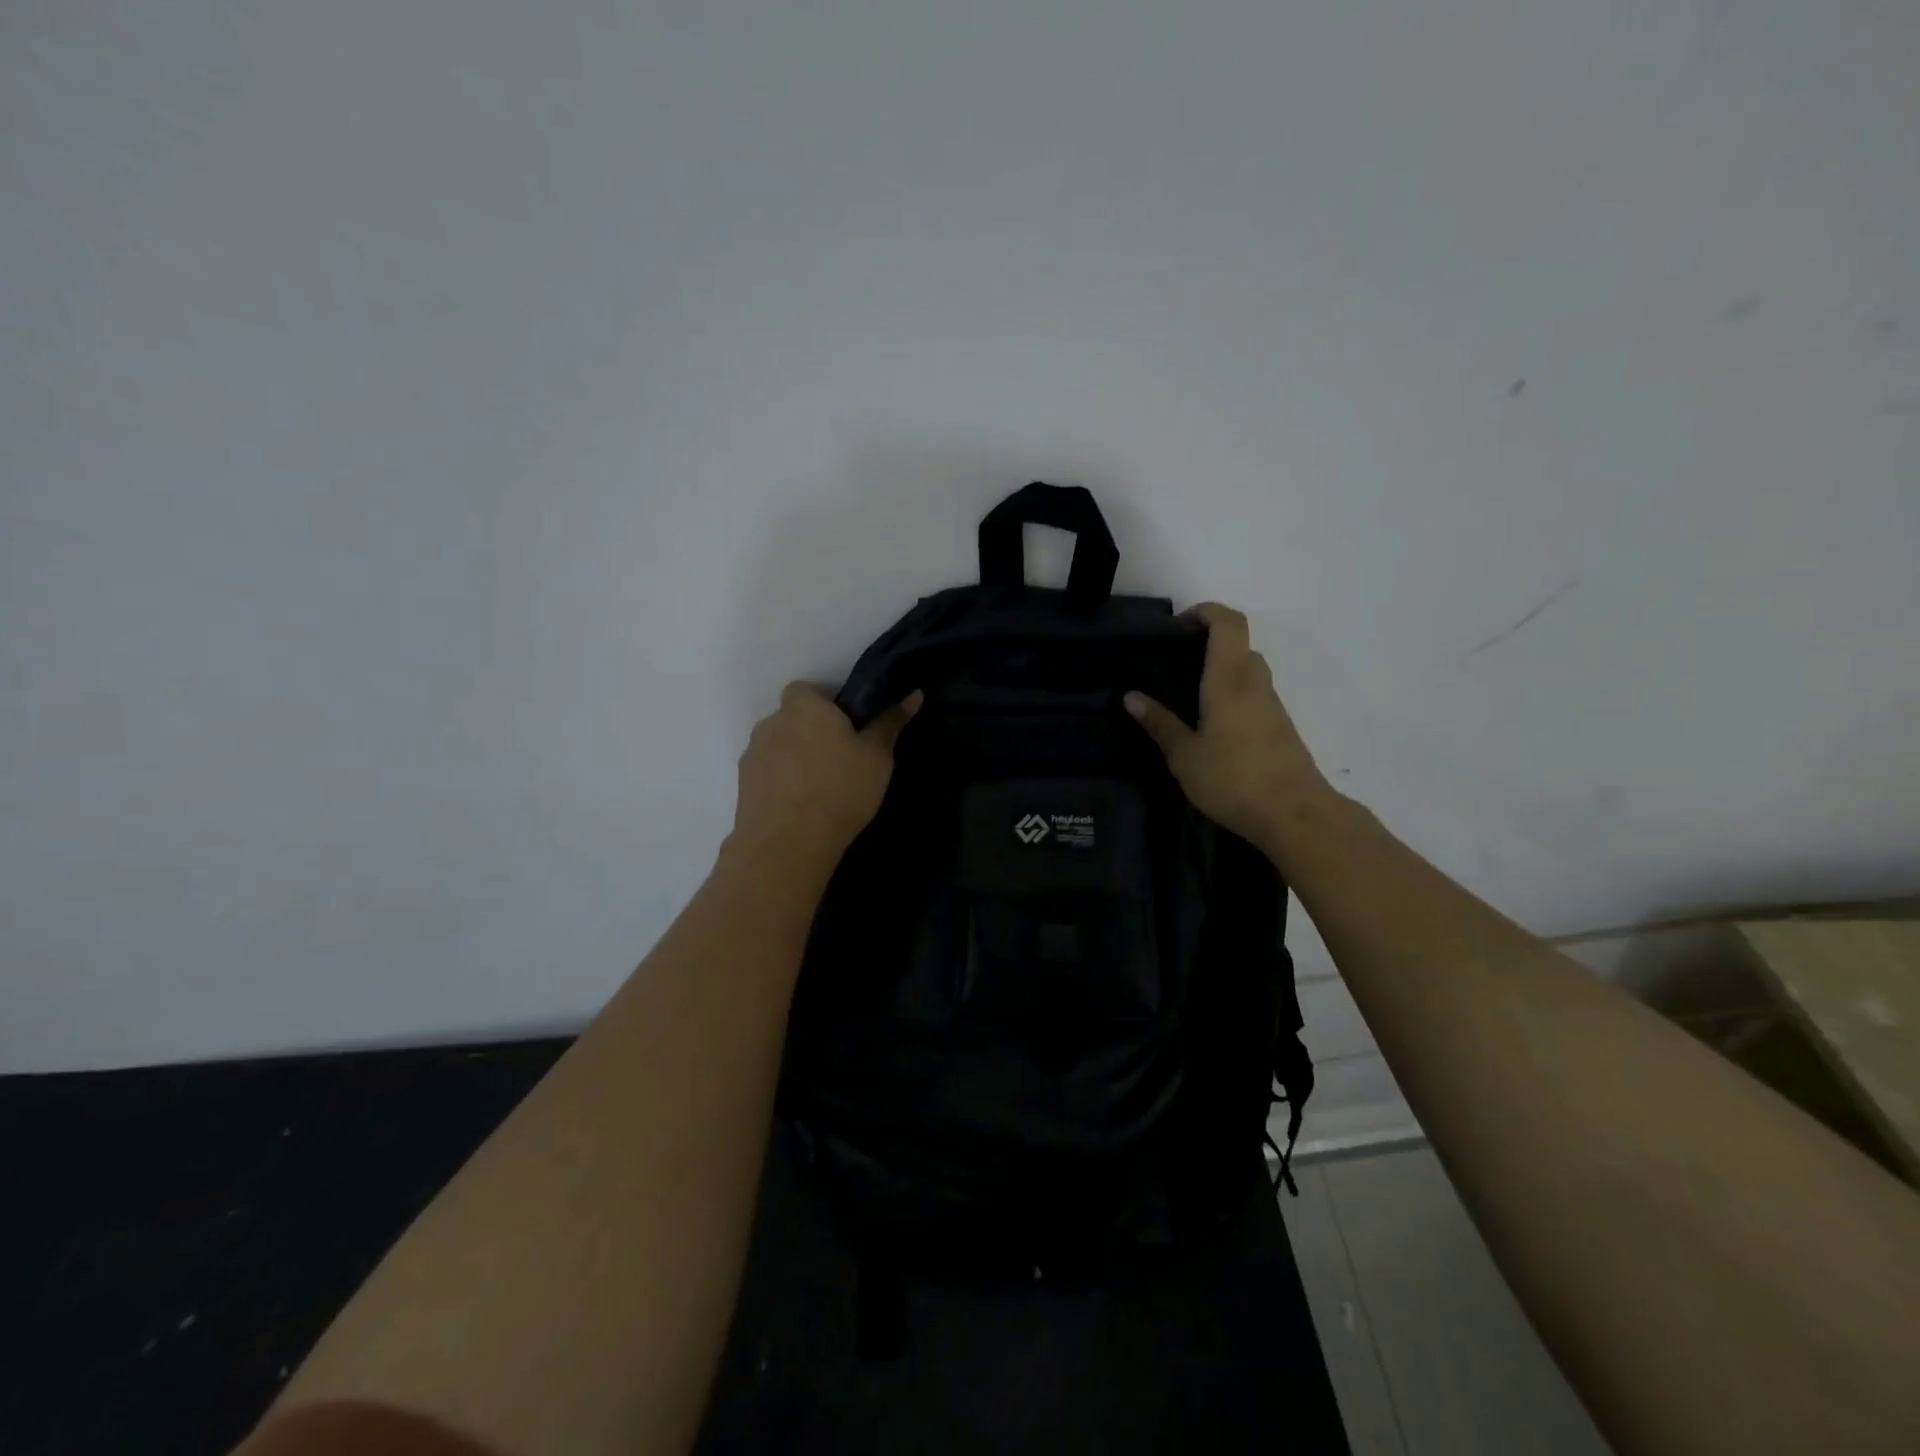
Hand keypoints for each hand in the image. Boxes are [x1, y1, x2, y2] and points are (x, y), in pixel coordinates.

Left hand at [730, 683, 920, 864]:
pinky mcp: (743, 785)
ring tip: (821, 788)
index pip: (809, 690)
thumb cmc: (839, 789)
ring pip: (779, 747)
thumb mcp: (877, 756)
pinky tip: (802, 806)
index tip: (848, 728)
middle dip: (812, 732)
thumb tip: (914, 694)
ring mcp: (753, 754)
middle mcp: (771, 722)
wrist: (788, 843)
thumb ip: (890, 722)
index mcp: (804, 706)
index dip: (827, 705)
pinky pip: (768, 773)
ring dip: (795, 758)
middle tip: (840, 759)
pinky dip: (782, 782)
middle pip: (793, 718)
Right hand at [1124, 603, 1329, 843]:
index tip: (1178, 626)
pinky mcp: (1280, 726)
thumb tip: (1131, 696)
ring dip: (1220, 672)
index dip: (1205, 612)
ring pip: (1247, 670)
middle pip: (1237, 645)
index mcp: (1229, 679)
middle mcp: (1254, 682)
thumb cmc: (1234, 780)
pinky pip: (1253, 694)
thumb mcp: (1185, 756)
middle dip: (1207, 645)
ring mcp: (1272, 704)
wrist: (1295, 815)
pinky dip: (1231, 694)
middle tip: (1173, 665)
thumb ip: (1159, 723)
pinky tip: (1210, 725)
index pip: (1228, 622)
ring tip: (1185, 697)